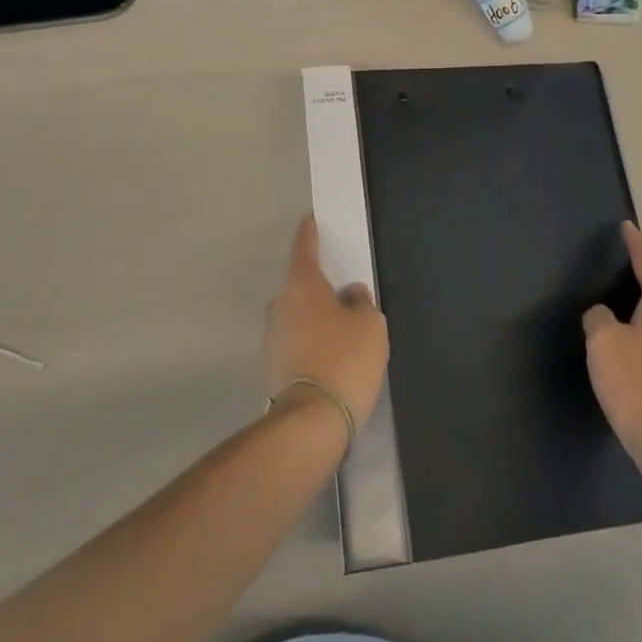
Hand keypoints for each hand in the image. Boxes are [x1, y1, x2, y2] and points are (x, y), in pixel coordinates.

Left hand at [262, 217, 389, 430]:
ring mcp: (271, 337)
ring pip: (297, 316)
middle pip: (300, 286)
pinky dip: (310, 343)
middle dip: (318, 288)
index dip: (309, 234)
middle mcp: (280, 305)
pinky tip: (330, 358)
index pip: (304, 249)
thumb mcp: (370, 325)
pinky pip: (295, 342)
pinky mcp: (271, 366)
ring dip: (314, 319)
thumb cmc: (344, 359)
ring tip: (341, 334)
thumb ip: (361, 302)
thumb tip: (350, 295)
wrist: (311, 421)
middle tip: (343, 296)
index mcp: (302, 286)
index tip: (309, 220)